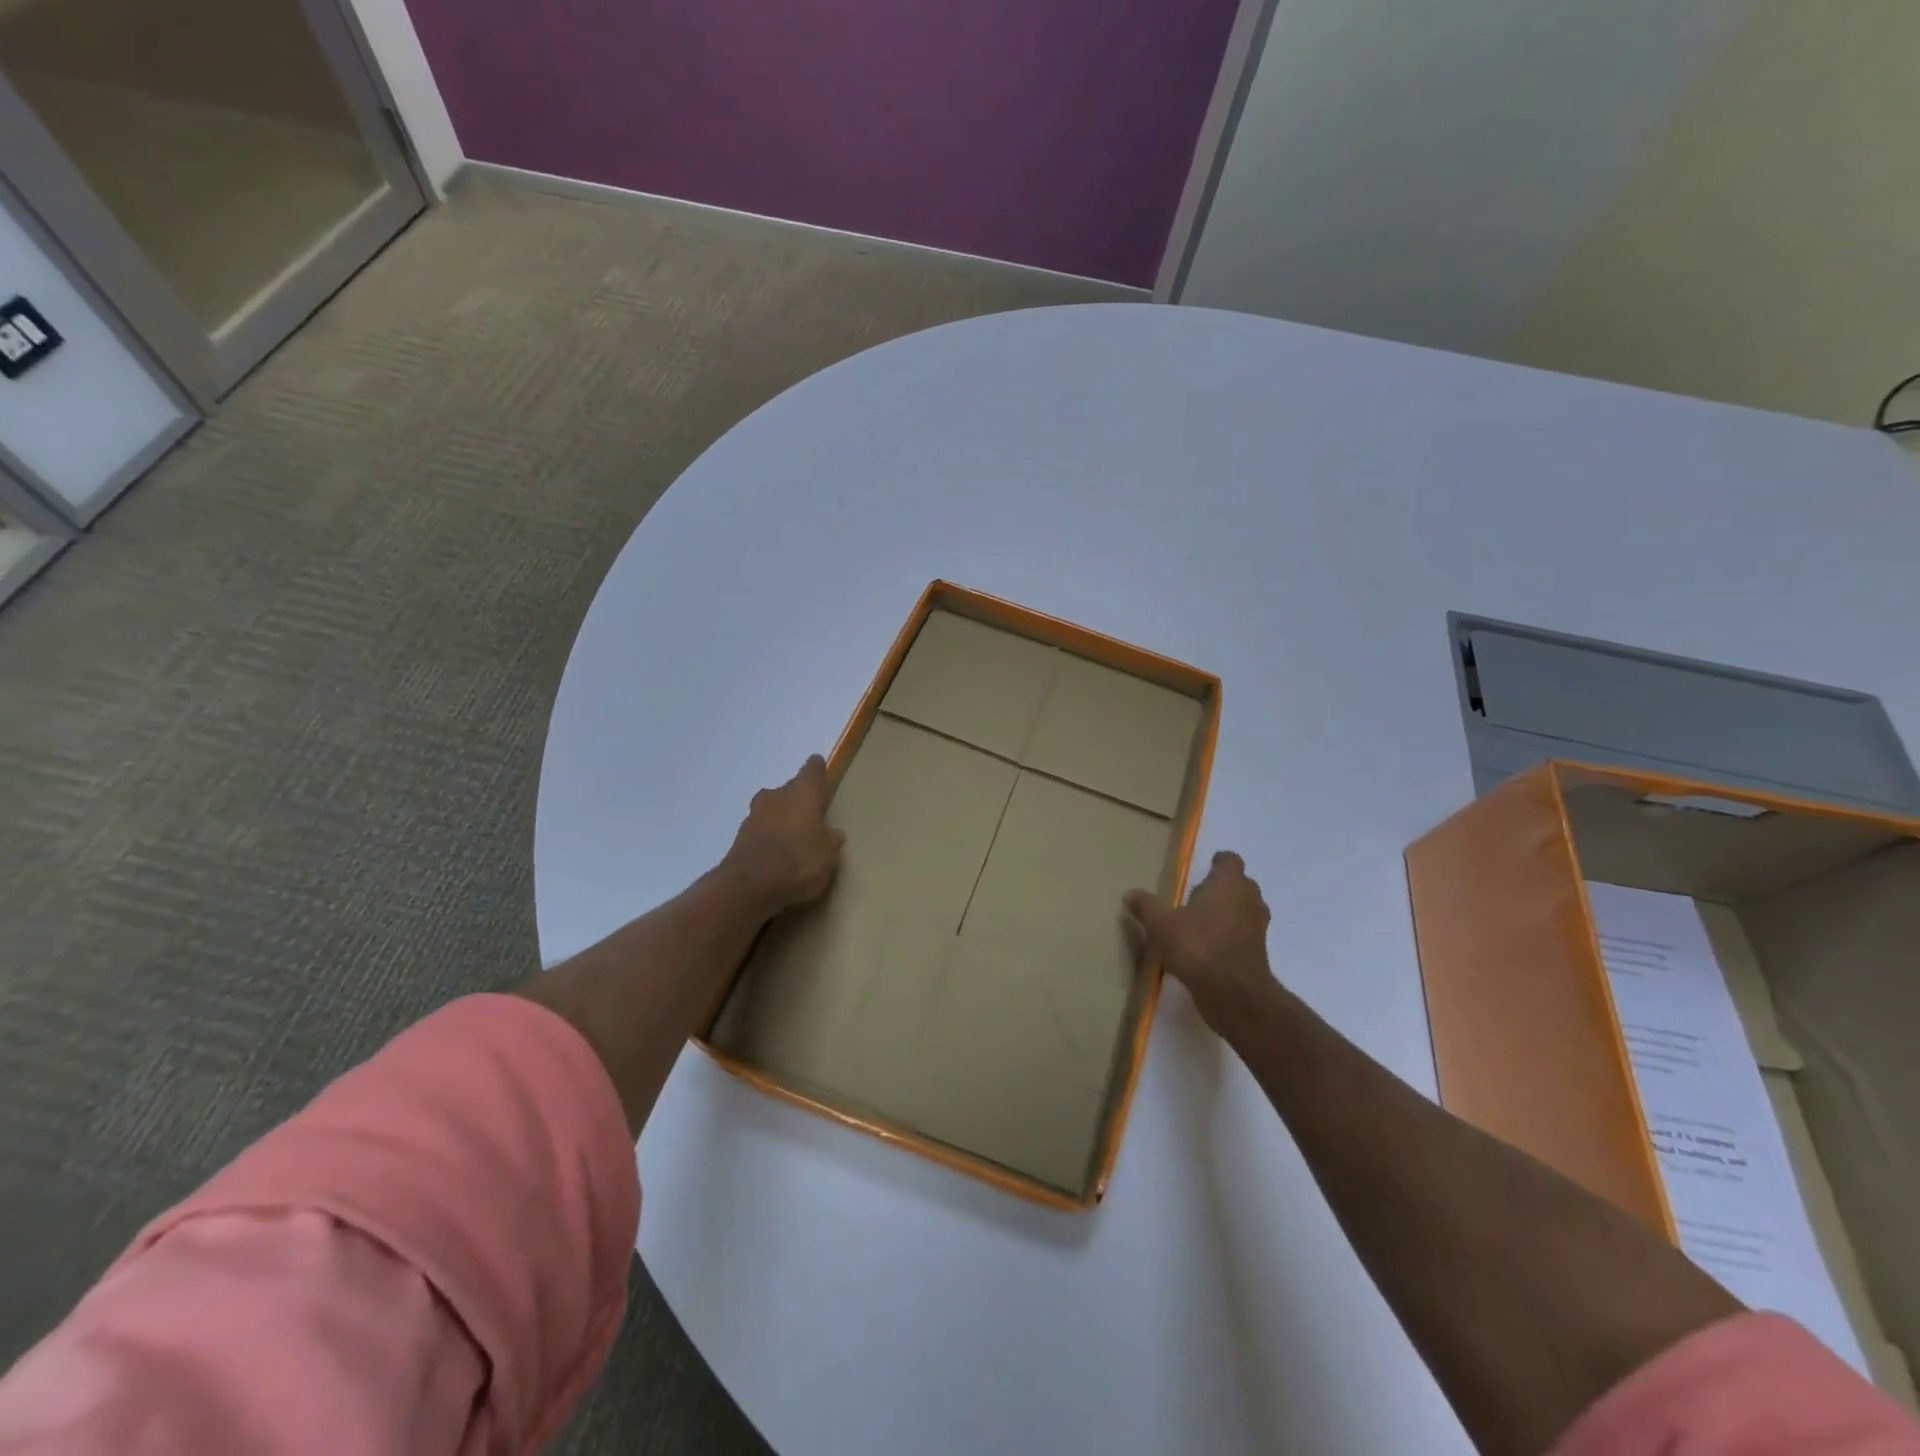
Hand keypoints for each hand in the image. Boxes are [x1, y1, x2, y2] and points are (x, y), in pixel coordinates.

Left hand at [725, 755, 845, 913]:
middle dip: (798, 801)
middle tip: (811, 817)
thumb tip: (832, 833)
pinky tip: (776, 857)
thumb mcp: (829, 856)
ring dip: (781, 820)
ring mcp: (753, 816)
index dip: (817, 771)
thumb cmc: (799, 862)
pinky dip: (768, 839)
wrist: (748, 888)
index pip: (812, 771)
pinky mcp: (738, 838)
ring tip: (794, 840)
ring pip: (772, 810)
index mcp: (802, 793)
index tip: (821, 772)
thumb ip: (831, 841)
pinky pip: (760, 832)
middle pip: (789, 790)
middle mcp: (776, 797)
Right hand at [1124, 851, 1276, 1041]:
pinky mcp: (1258, 954)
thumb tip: (1130, 894)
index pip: (1230, 861)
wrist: (1233, 994)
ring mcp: (1257, 928)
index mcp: (1229, 884)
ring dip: (1229, 913)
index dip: (1218, 862)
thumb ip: (1147, 907)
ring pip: (1245, 910)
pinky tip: (1208, 947)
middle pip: (1241, 884)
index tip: (1205, 867)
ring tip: (1202, 921)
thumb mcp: (1162, 925)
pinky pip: (1244, 935)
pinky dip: (1231, 936)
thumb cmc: (1198, 946)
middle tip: (1198, 895)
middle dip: (1223, 887)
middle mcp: (1249, 901)